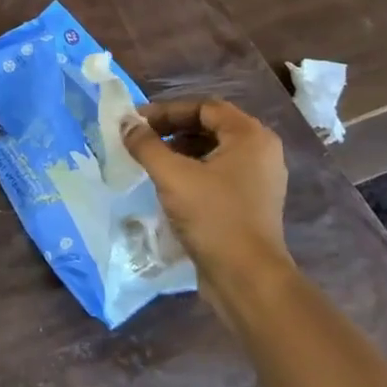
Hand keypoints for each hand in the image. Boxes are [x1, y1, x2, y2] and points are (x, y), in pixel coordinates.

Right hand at [120, 98, 290, 308]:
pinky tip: (169, 185)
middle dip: (172, 129)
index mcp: (250, 136)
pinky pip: (218, 173)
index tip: (137, 123)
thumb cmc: (213, 217)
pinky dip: (192, 171)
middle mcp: (261, 152)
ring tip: (150, 161)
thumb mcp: (172, 176)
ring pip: (213, 151)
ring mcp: (259, 179)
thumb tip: (125, 124)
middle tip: (140, 139)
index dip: (167, 111)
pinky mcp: (251, 202)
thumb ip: (146, 145)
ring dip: (180, 150)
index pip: (204, 107)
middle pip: (210, 126)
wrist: (247, 278)